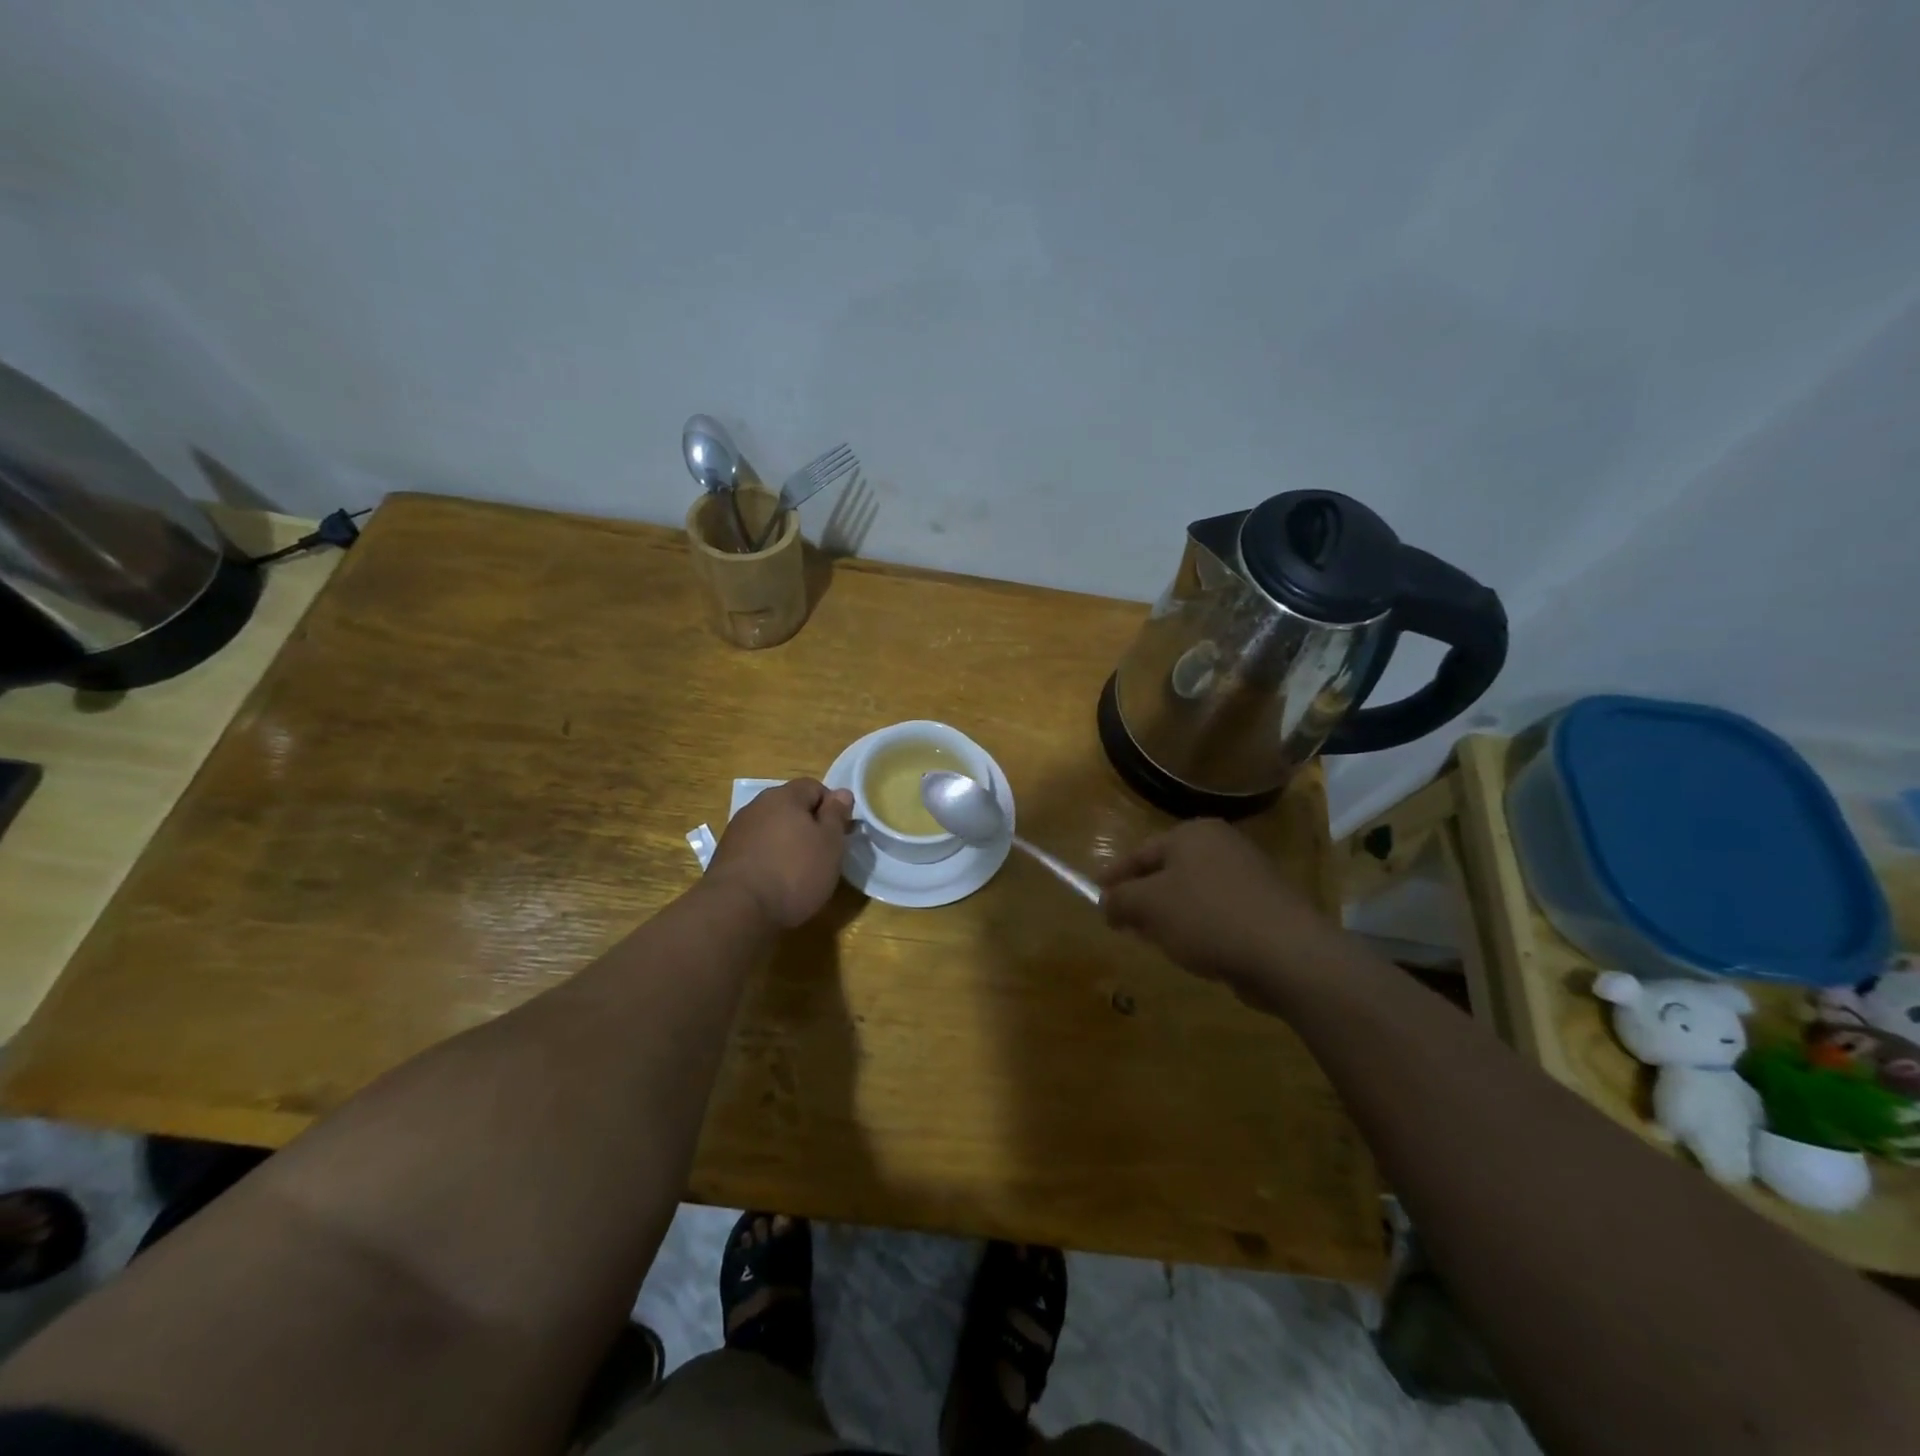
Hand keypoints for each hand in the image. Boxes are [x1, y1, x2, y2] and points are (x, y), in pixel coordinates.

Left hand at [707, 778, 853, 927]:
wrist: (737, 910)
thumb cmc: (794, 872)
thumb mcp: (830, 843)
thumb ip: (836, 815)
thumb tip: (841, 792)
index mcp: (784, 796)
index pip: (814, 786)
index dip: (831, 807)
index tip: (840, 833)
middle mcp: (757, 806)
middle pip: (790, 807)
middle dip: (808, 825)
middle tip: (823, 853)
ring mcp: (737, 831)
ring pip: (772, 829)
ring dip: (787, 843)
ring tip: (799, 872)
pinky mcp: (725, 857)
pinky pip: (756, 849)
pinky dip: (768, 859)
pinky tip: (775, 883)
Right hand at [1099, 819, 1341, 1009]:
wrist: (1287, 953)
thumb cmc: (1207, 917)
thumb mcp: (1149, 906)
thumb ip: (1120, 899)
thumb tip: (1108, 902)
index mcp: (1193, 833)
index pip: (1140, 852)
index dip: (1115, 875)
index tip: (1097, 895)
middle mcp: (1222, 844)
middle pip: (1168, 870)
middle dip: (1143, 896)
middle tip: (1122, 920)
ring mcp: (1249, 875)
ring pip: (1193, 892)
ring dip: (1170, 915)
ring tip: (1154, 940)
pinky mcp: (1266, 906)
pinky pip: (1218, 912)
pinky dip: (1199, 927)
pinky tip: (1193, 951)